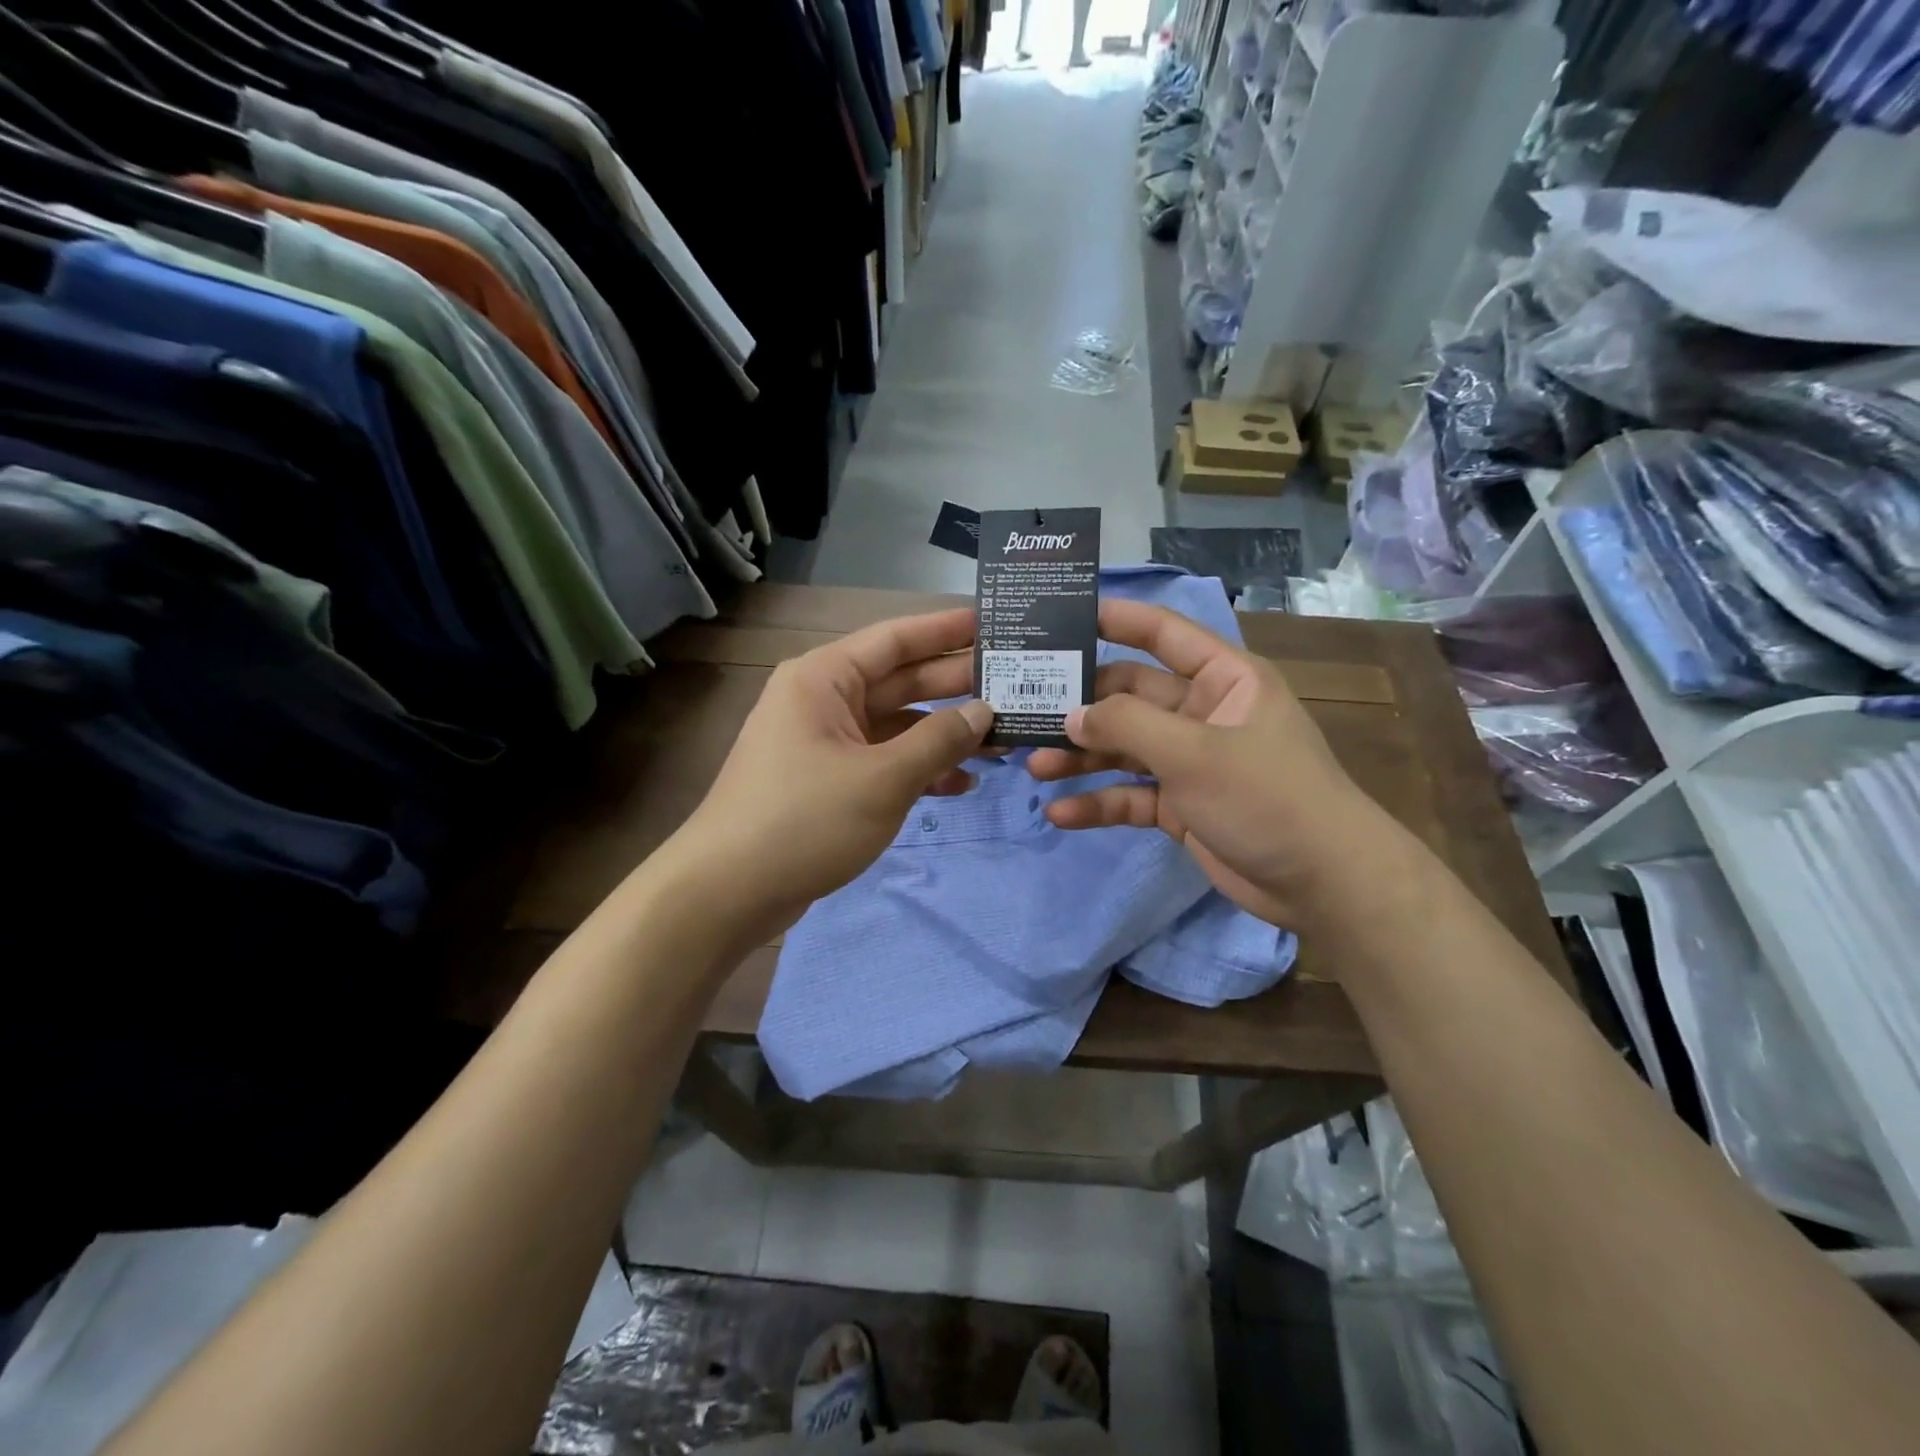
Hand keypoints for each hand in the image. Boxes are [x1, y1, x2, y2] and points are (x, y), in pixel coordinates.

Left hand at [674, 608, 993, 937]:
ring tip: (1002, 741)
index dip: (947, 630)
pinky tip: (961, 784)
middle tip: (1015, 685)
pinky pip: (882, 761)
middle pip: (900, 681)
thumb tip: (984, 712)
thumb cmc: (805, 820)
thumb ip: (939, 740)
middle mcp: (823, 700)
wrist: (728, 892)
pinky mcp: (827, 780)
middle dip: (955, 687)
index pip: (896, 638)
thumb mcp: (883, 778)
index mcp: (825, 679)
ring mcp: (824, 742)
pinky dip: (918, 769)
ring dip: (943, 734)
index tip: (994, 623)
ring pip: (896, 725)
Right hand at [1027, 599, 1401, 929]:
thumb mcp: (1193, 752)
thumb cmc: (1266, 796)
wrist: (1323, 883)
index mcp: (1222, 679)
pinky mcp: (1180, 805)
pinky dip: (1099, 802)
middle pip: (1130, 696)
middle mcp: (1202, 713)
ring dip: (1082, 757)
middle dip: (1082, 706)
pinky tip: (1060, 814)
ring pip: (1124, 748)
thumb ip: (1127, 725)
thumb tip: (1070, 714)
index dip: (1116, 619)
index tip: (1062, 616)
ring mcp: (1190, 761)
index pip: (1163, 633)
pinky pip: (1130, 794)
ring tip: (1033, 766)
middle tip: (1027, 710)